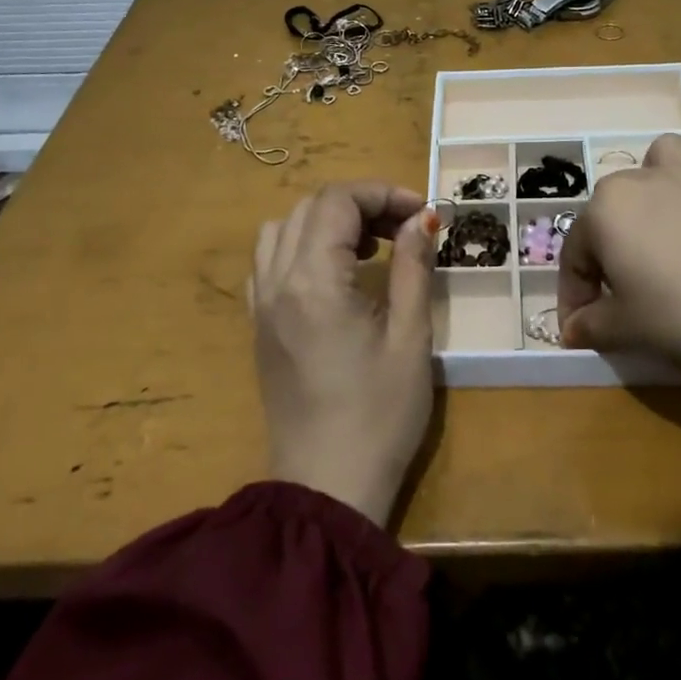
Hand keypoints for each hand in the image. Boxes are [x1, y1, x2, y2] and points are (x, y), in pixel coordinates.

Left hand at [250, 181, 440, 525]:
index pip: (337, 202)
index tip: (422, 213)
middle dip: (359, 205)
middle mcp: (276, 282)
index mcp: (313, 281)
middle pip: (309, 208)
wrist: (327, 486)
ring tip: (366, 249)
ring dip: (325, 222)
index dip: (383, 193)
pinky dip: (299, 248)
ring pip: (281, 229)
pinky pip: (268, 263)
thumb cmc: (379, 415)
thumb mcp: (410, 338)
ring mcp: (260, 305)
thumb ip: (413, 268)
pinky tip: (332, 276)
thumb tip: (420, 220)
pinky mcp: (258, 327)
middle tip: (403, 229)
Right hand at [558, 136, 680, 456]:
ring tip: (661, 225)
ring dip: (652, 187)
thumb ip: (591, 326)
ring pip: (658, 161)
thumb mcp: (627, 330)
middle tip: (623, 293)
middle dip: (609, 248)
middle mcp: (642, 178)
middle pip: (610, 210)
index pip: (575, 254)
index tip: (581, 328)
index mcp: (605, 210)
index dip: (574, 295)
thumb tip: (572, 329)